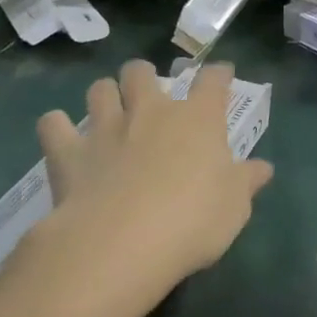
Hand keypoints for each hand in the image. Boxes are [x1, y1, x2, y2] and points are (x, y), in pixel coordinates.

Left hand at [32, 61, 272, 316]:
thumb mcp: (234, 207)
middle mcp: (151, 111)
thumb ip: (247, 182)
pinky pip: (54, 125)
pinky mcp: (69, 152)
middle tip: (148, 94)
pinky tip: (62, 137)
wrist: (120, 244)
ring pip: (99, 88)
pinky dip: (57, 128)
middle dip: (144, 75)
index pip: (213, 80)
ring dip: (104, 95)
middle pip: (142, 71)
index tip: (221, 74)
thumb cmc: (191, 221)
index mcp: (198, 118)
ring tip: (107, 111)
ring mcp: (106, 128)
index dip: (219, 73)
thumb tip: (263, 168)